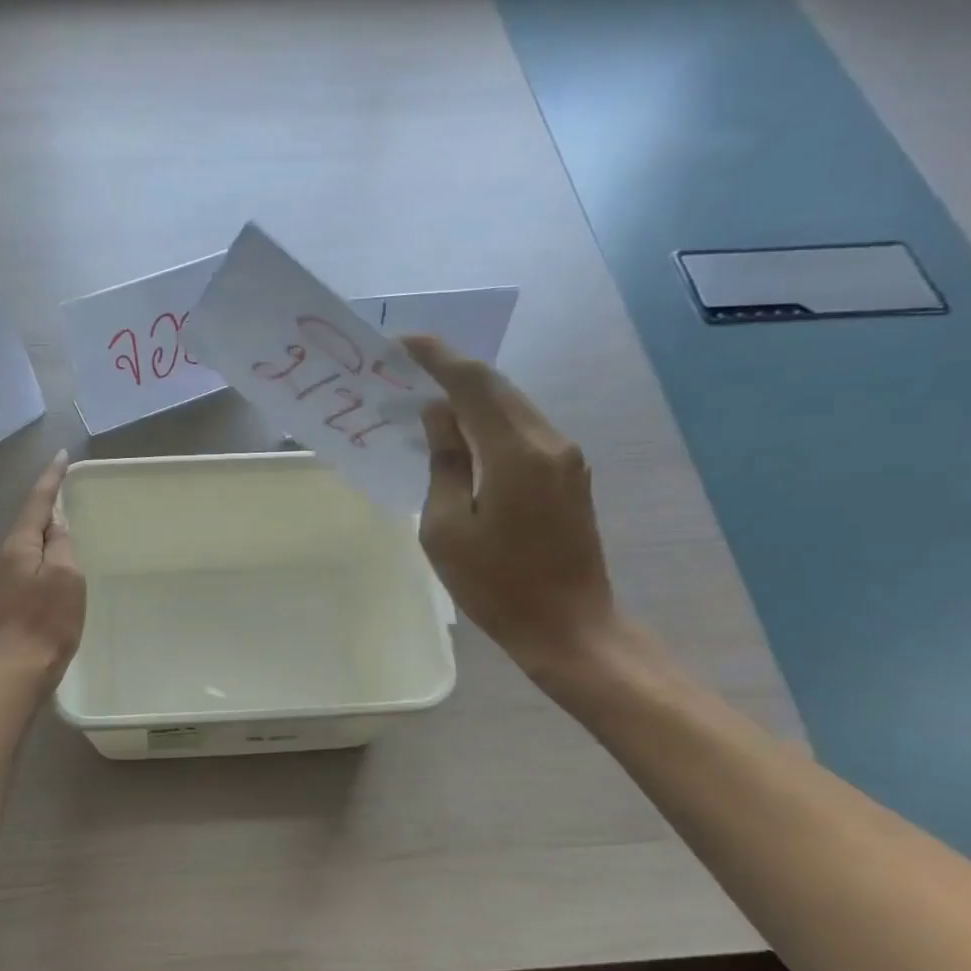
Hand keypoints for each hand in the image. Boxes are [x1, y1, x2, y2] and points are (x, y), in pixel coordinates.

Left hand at [0, 451, 86, 690]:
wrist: (19, 670)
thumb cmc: (47, 621)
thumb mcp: (66, 576)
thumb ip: (61, 544)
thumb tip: (57, 522)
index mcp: (19, 546)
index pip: (37, 502)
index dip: (51, 479)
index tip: (62, 457)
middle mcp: (6, 557)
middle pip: (29, 520)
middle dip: (47, 501)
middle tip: (66, 485)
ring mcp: (6, 579)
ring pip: (29, 542)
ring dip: (45, 527)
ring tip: (65, 518)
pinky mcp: (11, 599)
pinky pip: (30, 562)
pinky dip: (45, 550)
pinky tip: (56, 557)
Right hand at [403, 336, 618, 678]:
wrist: (568, 626)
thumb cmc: (496, 586)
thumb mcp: (447, 529)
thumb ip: (444, 464)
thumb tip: (439, 416)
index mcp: (516, 453)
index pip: (473, 384)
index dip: (437, 357)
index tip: (401, 344)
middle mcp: (548, 442)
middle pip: (497, 388)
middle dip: (451, 371)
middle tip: (407, 370)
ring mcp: (565, 457)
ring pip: (512, 406)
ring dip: (470, 397)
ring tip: (428, 399)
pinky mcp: (569, 475)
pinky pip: (523, 431)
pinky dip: (489, 422)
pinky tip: (462, 435)